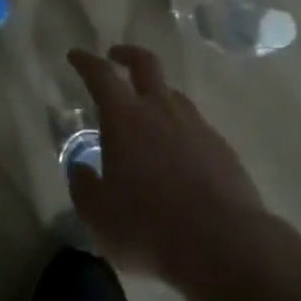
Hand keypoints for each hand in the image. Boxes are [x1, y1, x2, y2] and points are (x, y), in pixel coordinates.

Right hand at [68, 45, 268, 290]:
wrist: (225, 246)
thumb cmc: (150, 227)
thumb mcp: (99, 217)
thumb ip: (84, 187)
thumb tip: (80, 169)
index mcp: (124, 118)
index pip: (100, 75)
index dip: (85, 62)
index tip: (75, 55)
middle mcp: (160, 109)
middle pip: (145, 63)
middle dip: (127, 54)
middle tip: (115, 56)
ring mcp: (196, 125)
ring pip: (173, 94)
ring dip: (156, 94)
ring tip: (148, 113)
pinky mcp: (222, 148)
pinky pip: (195, 126)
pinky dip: (181, 130)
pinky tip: (179, 155)